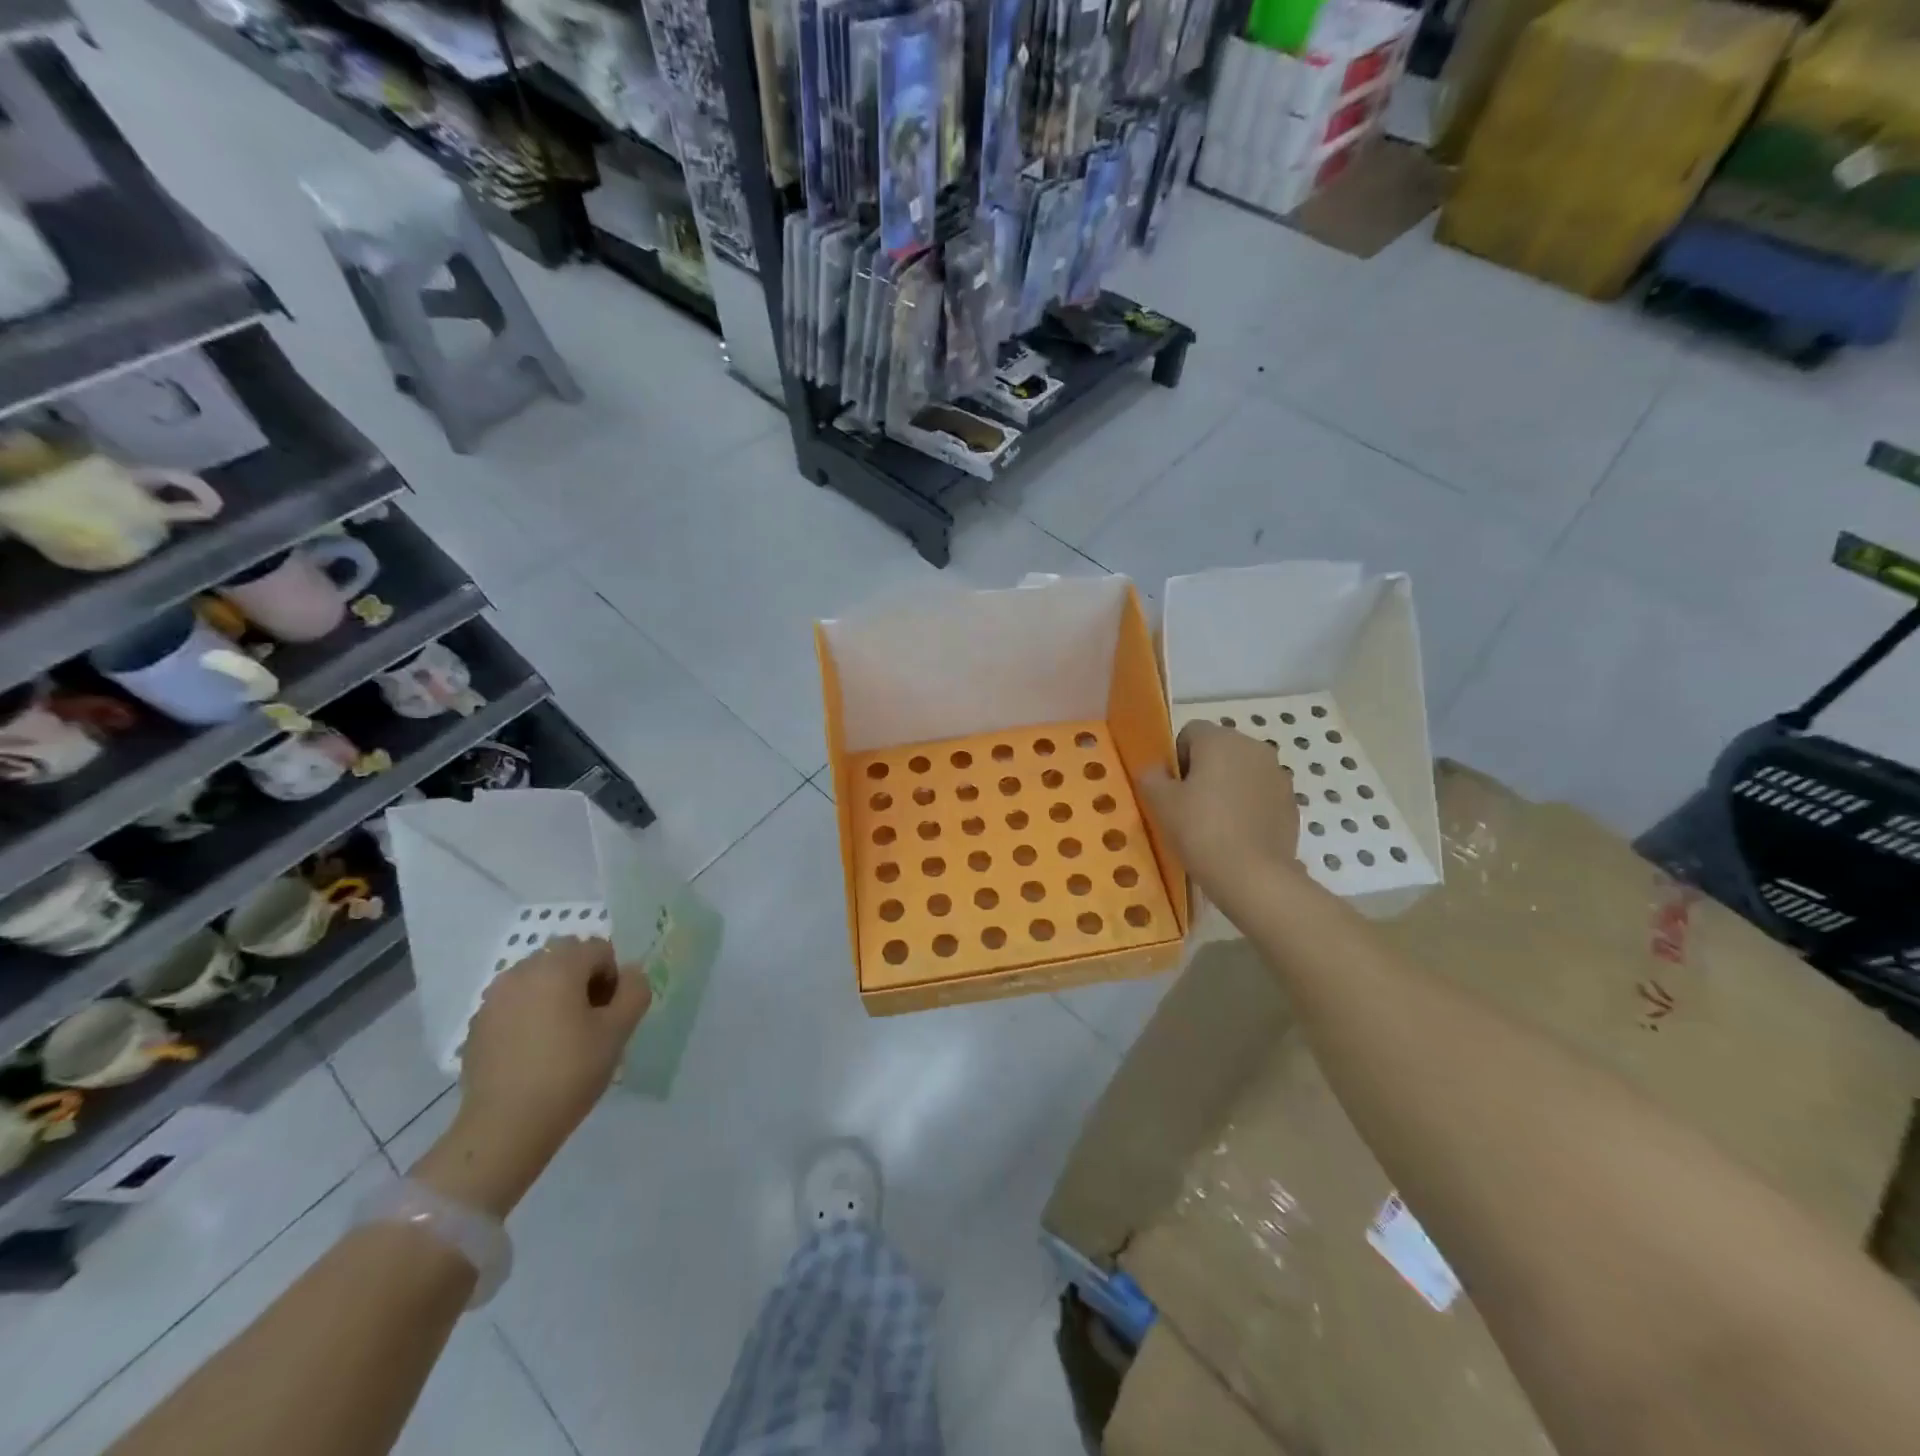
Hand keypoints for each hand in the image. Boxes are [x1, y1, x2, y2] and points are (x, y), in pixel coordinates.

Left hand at [413, 937, 649, 1216]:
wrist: (505, 1127)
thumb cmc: (570, 1072)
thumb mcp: (619, 1031)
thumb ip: (635, 991)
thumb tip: (630, 974)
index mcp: (558, 966)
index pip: (599, 949)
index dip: (613, 978)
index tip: (610, 1015)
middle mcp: (522, 971)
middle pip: (566, 958)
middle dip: (583, 981)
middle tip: (590, 1023)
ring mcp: (494, 997)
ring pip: (538, 979)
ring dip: (555, 995)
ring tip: (561, 1038)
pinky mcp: (477, 1024)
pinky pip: (514, 1003)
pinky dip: (529, 1014)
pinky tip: (533, 1052)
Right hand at [1140, 722, 1304, 914]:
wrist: (1253, 876)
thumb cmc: (1200, 830)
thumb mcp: (1160, 802)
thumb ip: (1151, 776)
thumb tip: (1156, 770)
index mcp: (1221, 739)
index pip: (1190, 732)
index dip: (1176, 758)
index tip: (1173, 788)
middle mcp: (1254, 748)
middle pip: (1219, 750)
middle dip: (1204, 770)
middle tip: (1189, 806)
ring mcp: (1278, 775)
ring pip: (1242, 772)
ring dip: (1228, 787)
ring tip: (1215, 823)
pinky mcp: (1291, 803)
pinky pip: (1261, 795)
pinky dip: (1248, 807)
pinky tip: (1237, 835)